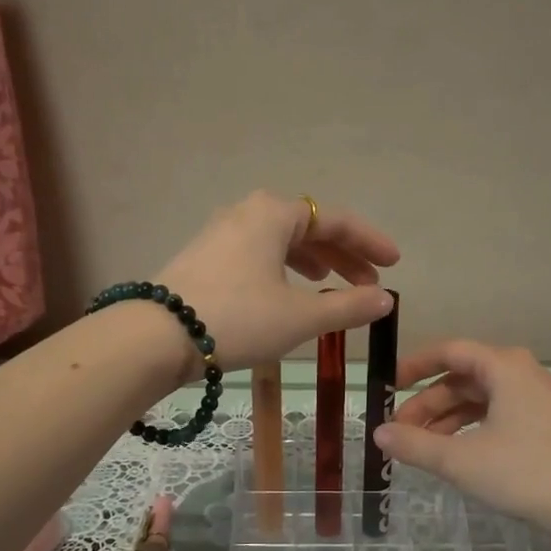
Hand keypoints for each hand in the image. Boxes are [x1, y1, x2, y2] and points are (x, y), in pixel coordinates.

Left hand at [153, 191, 397, 375]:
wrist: (156, 337)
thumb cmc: (237, 319)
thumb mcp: (299, 316)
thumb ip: (347, 306)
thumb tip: (385, 300)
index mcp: (274, 214)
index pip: (336, 220)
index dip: (369, 242)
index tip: (394, 263)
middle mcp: (246, 213)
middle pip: (307, 227)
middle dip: (342, 255)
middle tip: (367, 283)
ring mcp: (219, 234)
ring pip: (279, 241)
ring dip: (311, 261)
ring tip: (329, 282)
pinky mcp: (203, 258)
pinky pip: (256, 254)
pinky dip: (281, 269)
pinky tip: (285, 293)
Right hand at [376, 341, 550, 548]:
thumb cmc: (525, 472)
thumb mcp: (460, 460)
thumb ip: (415, 444)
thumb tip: (378, 433)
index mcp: (503, 367)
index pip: (449, 351)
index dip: (414, 365)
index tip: (387, 386)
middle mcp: (521, 374)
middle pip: (462, 378)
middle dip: (427, 403)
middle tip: (399, 430)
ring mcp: (536, 400)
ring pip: (479, 400)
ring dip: (446, 419)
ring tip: (421, 448)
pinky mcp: (545, 426)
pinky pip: (496, 416)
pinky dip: (470, 430)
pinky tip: (454, 455)